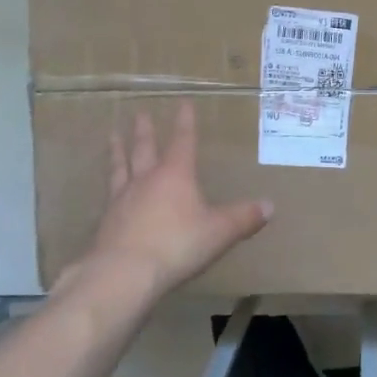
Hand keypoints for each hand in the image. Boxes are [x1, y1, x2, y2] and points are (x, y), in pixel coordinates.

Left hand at [66, 102, 271, 298]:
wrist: (124, 273)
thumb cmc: (177, 245)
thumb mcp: (219, 232)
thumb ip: (244, 218)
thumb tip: (269, 206)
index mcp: (175, 175)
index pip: (183, 141)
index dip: (185, 122)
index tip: (183, 103)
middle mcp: (146, 180)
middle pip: (144, 149)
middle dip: (145, 131)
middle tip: (140, 113)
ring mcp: (122, 200)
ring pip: (120, 167)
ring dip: (117, 150)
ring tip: (112, 135)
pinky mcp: (106, 222)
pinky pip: (109, 196)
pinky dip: (110, 187)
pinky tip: (108, 191)